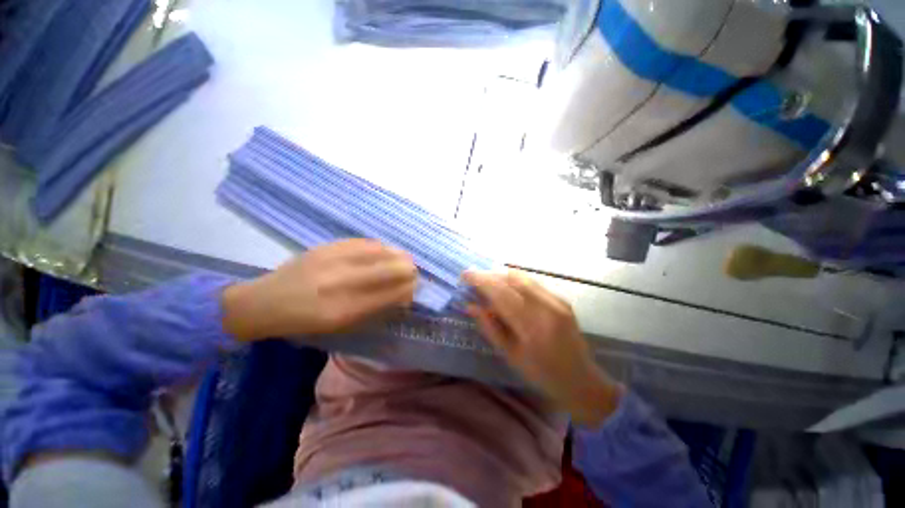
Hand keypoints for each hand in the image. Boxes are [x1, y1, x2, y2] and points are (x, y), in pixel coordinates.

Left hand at [222, 239, 416, 340]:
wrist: (265, 302)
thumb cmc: (305, 321)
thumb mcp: (340, 325)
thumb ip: (373, 309)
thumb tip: (400, 295)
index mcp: (345, 309)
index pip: (391, 294)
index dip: (408, 289)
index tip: (413, 289)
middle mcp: (342, 282)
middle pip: (390, 269)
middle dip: (409, 271)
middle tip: (412, 273)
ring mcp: (333, 260)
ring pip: (381, 251)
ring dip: (398, 255)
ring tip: (403, 259)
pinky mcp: (327, 246)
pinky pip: (365, 242)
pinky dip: (381, 247)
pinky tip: (385, 250)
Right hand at [463, 270, 621, 425]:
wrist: (580, 379)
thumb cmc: (540, 373)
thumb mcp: (509, 355)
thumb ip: (489, 327)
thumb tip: (471, 306)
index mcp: (530, 327)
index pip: (500, 294)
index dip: (481, 281)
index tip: (465, 275)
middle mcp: (545, 308)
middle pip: (512, 279)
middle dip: (490, 275)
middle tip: (474, 276)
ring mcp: (557, 301)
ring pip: (524, 277)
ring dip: (502, 275)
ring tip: (488, 279)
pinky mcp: (562, 299)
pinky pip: (534, 283)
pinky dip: (516, 280)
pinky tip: (507, 286)